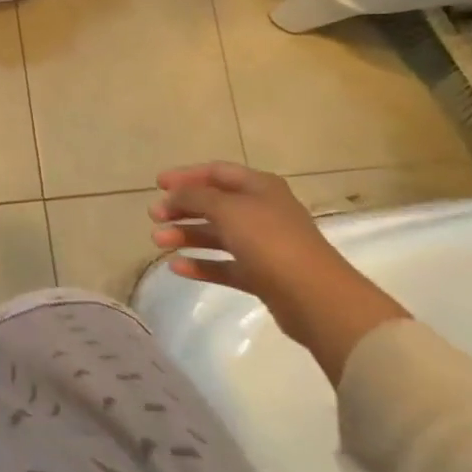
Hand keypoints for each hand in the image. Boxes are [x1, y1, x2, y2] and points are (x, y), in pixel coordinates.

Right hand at [149, 162, 409, 383]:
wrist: (316, 298)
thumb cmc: (270, 241)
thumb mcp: (226, 209)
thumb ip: (195, 197)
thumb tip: (173, 195)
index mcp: (260, 187)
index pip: (216, 172)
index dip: (186, 176)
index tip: (157, 185)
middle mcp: (262, 211)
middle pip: (214, 204)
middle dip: (182, 208)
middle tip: (154, 216)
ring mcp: (263, 245)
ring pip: (217, 235)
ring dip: (186, 235)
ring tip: (158, 242)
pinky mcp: (262, 276)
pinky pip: (225, 265)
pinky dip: (201, 264)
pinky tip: (177, 267)